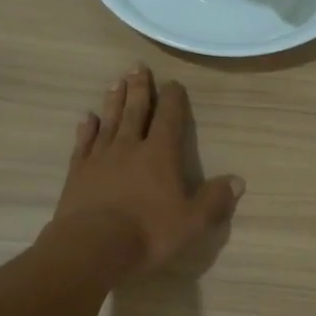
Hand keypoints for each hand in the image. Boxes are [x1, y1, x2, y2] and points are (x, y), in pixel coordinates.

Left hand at [53, 65, 242, 276]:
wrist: (91, 248)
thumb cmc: (148, 233)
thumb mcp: (192, 222)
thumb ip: (214, 200)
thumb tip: (238, 181)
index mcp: (160, 155)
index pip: (169, 118)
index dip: (173, 99)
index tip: (173, 83)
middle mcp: (130, 148)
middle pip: (135, 111)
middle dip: (139, 89)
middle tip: (137, 66)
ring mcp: (100, 159)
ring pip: (109, 121)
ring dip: (114, 101)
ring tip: (116, 82)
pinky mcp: (77, 174)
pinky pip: (83, 144)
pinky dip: (86, 129)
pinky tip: (87, 118)